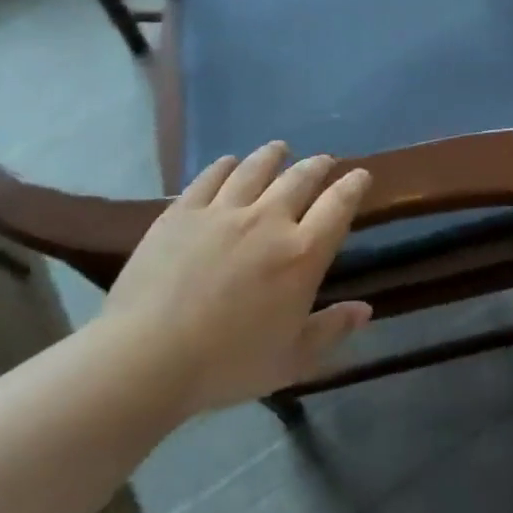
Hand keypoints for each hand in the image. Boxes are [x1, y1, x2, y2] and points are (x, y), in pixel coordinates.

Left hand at [98, 143, 371, 414]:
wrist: (146, 357)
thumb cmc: (227, 364)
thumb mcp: (293, 359)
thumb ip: (332, 330)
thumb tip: (365, 309)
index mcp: (303, 254)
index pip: (339, 206)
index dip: (353, 185)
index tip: (360, 175)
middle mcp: (269, 220)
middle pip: (300, 179)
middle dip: (317, 166)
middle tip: (324, 161)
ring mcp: (222, 212)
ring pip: (255, 169)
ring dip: (273, 156)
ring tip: (280, 149)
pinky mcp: (182, 212)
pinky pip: (210, 177)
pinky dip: (225, 165)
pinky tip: (229, 162)